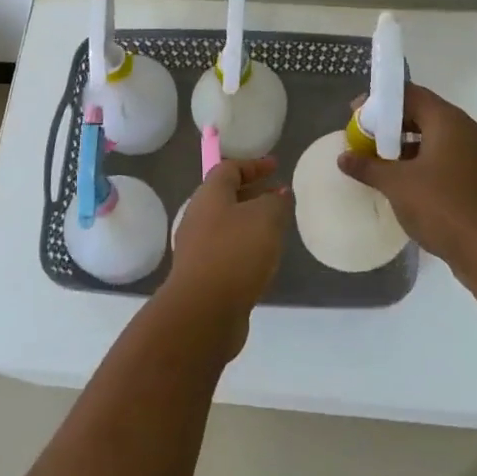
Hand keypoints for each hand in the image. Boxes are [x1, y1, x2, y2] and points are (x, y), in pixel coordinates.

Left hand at [163, 157, 291, 343]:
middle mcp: (198, 216)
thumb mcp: (266, 218)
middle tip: (279, 196)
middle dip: (253, 193)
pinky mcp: (202, 275)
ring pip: (226, 224)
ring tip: (276, 227)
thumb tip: (277, 194)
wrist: (203, 311)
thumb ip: (276, 202)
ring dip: (250, 221)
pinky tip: (263, 258)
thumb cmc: (235, 252)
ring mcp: (197, 247)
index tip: (276, 166)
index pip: (229, 168)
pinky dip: (245, 245)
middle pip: (225, 196)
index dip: (254, 165)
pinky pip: (226, 249)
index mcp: (209, 195)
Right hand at [338, 84, 476, 272]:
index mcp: (450, 121)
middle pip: (425, 114)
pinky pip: (450, 157)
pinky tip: (407, 180)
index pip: (411, 95)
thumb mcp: (396, 185)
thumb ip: (368, 166)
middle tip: (366, 138)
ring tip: (382, 161)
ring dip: (409, 144)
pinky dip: (427, 161)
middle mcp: (470, 130)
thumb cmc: (441, 207)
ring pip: (438, 137)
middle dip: (393, 124)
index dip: (380, 101)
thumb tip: (344, 158)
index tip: (356, 114)